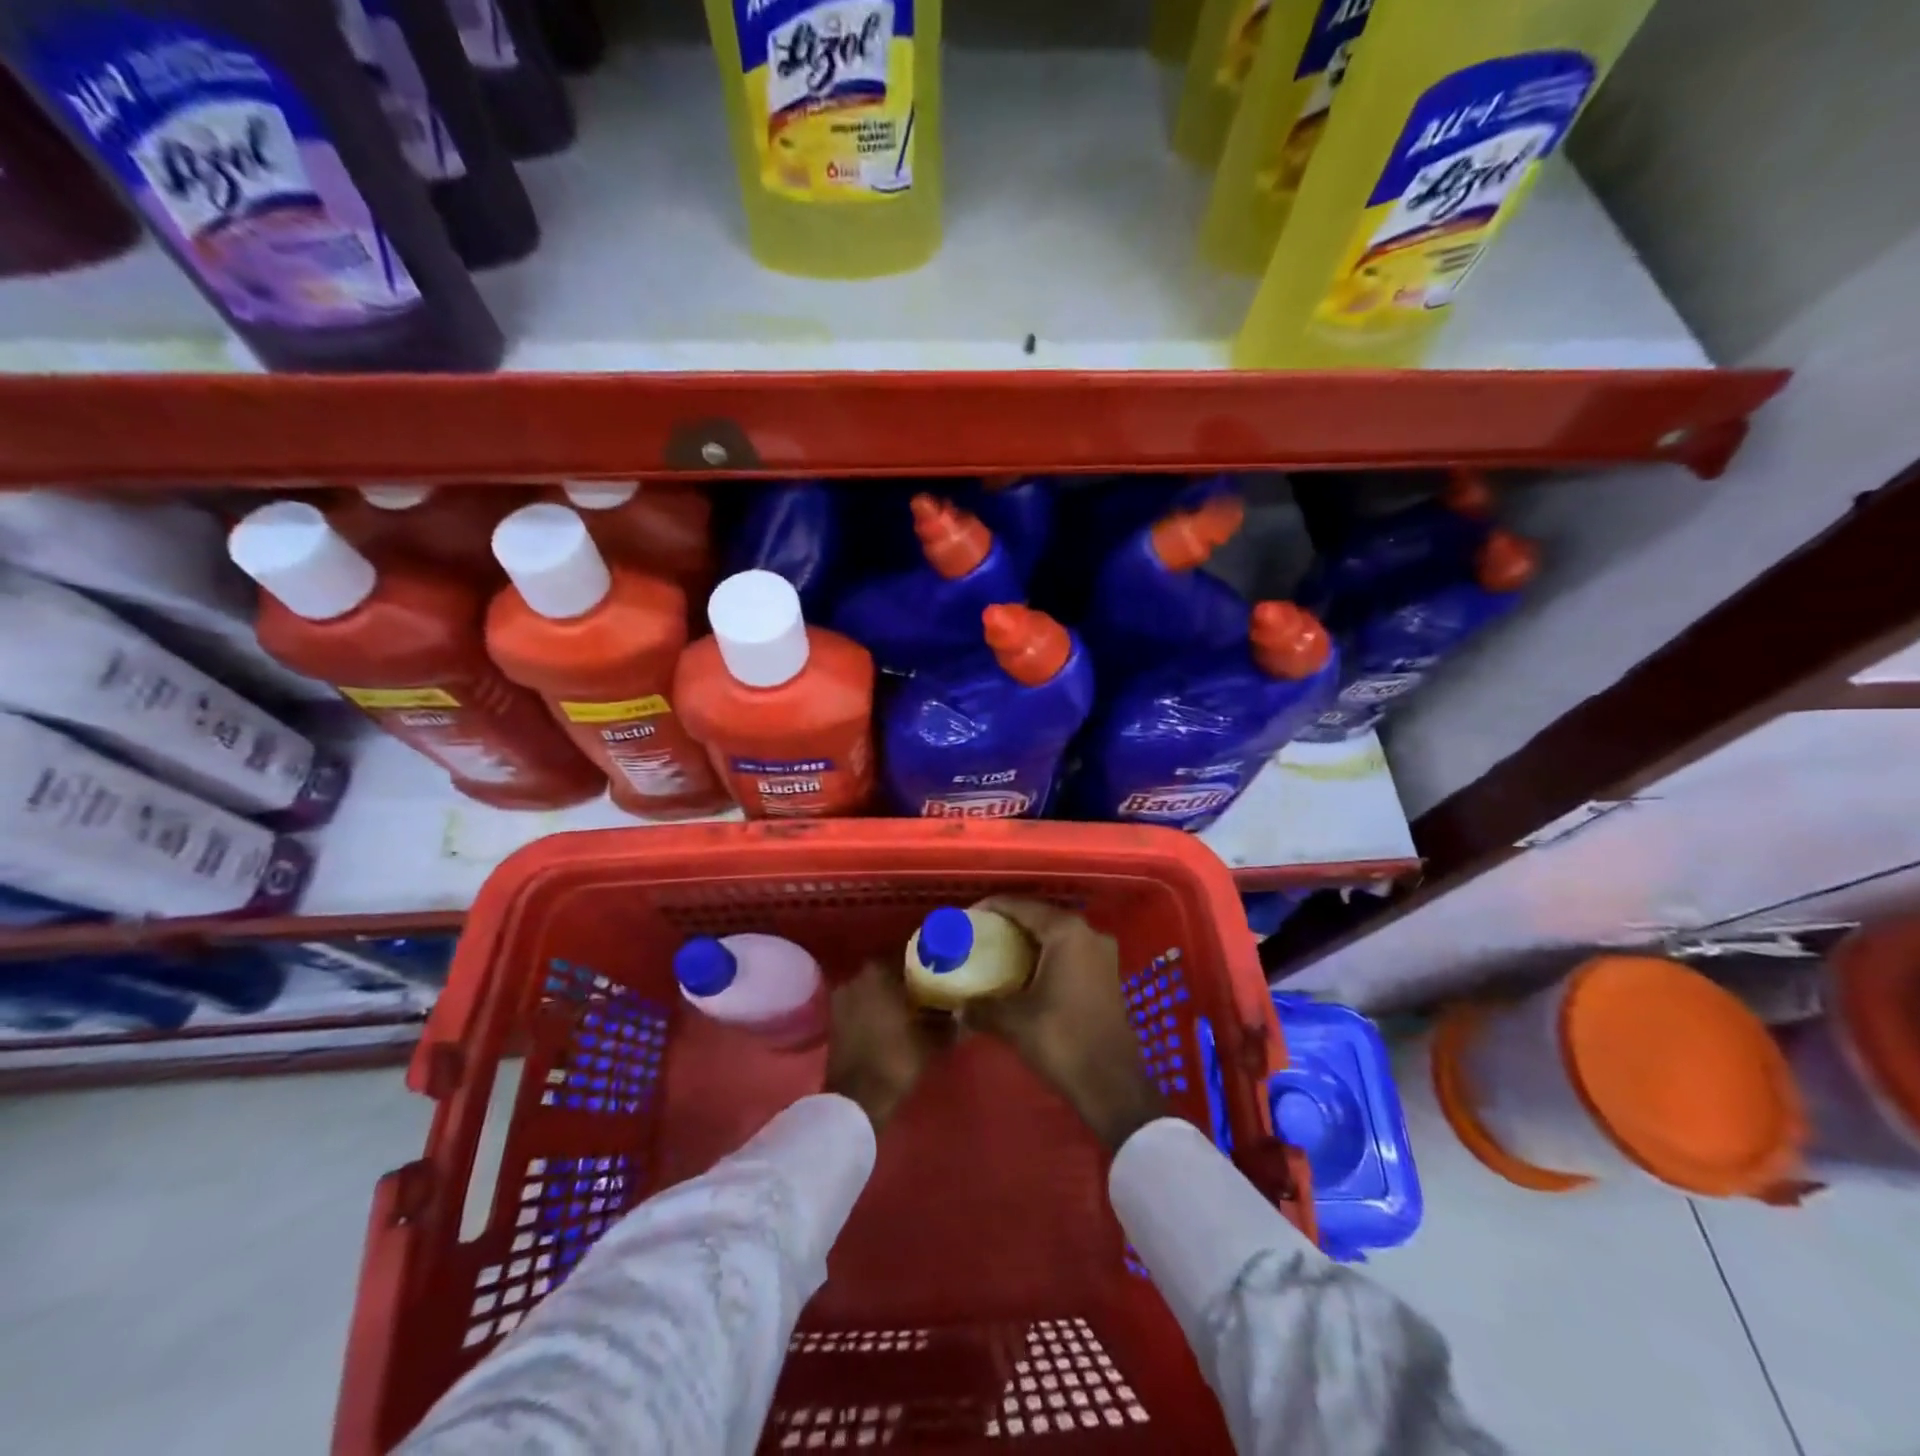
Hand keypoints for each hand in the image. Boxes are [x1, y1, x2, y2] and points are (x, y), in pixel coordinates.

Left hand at [825, 959, 950, 1131]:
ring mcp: (842, 997)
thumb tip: (963, 1012)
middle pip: (887, 970)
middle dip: (907, 978)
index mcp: (877, 972)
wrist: (856, 1099)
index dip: (925, 962)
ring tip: (914, 1005)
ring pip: (873, 987)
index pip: (906, 954)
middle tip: (930, 988)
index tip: (941, 969)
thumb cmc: (895, 1060)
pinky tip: (894, 1020)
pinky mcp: (835, 1018)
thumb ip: (948, 1021)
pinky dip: (876, 1008)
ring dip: (890, 993)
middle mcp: (855, 976)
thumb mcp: (930, 1040)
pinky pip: (862, 1003)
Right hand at [964, 898, 1165, 1151]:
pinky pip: (1069, 952)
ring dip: (1028, 940)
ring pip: (1056, 935)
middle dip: (1009, 923)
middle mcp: (1088, 933)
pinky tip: (1024, 972)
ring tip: (997, 952)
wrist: (1111, 1083)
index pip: (1022, 906)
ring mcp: (1102, 953)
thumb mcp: (1014, 1020)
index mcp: (1066, 932)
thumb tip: (958, 1006)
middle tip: (979, 935)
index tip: (966, 918)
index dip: (992, 908)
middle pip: (1040, 916)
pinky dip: (1045, 955)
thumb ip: (982, 1006)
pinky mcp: (1106, 973)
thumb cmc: (1062, 1040)